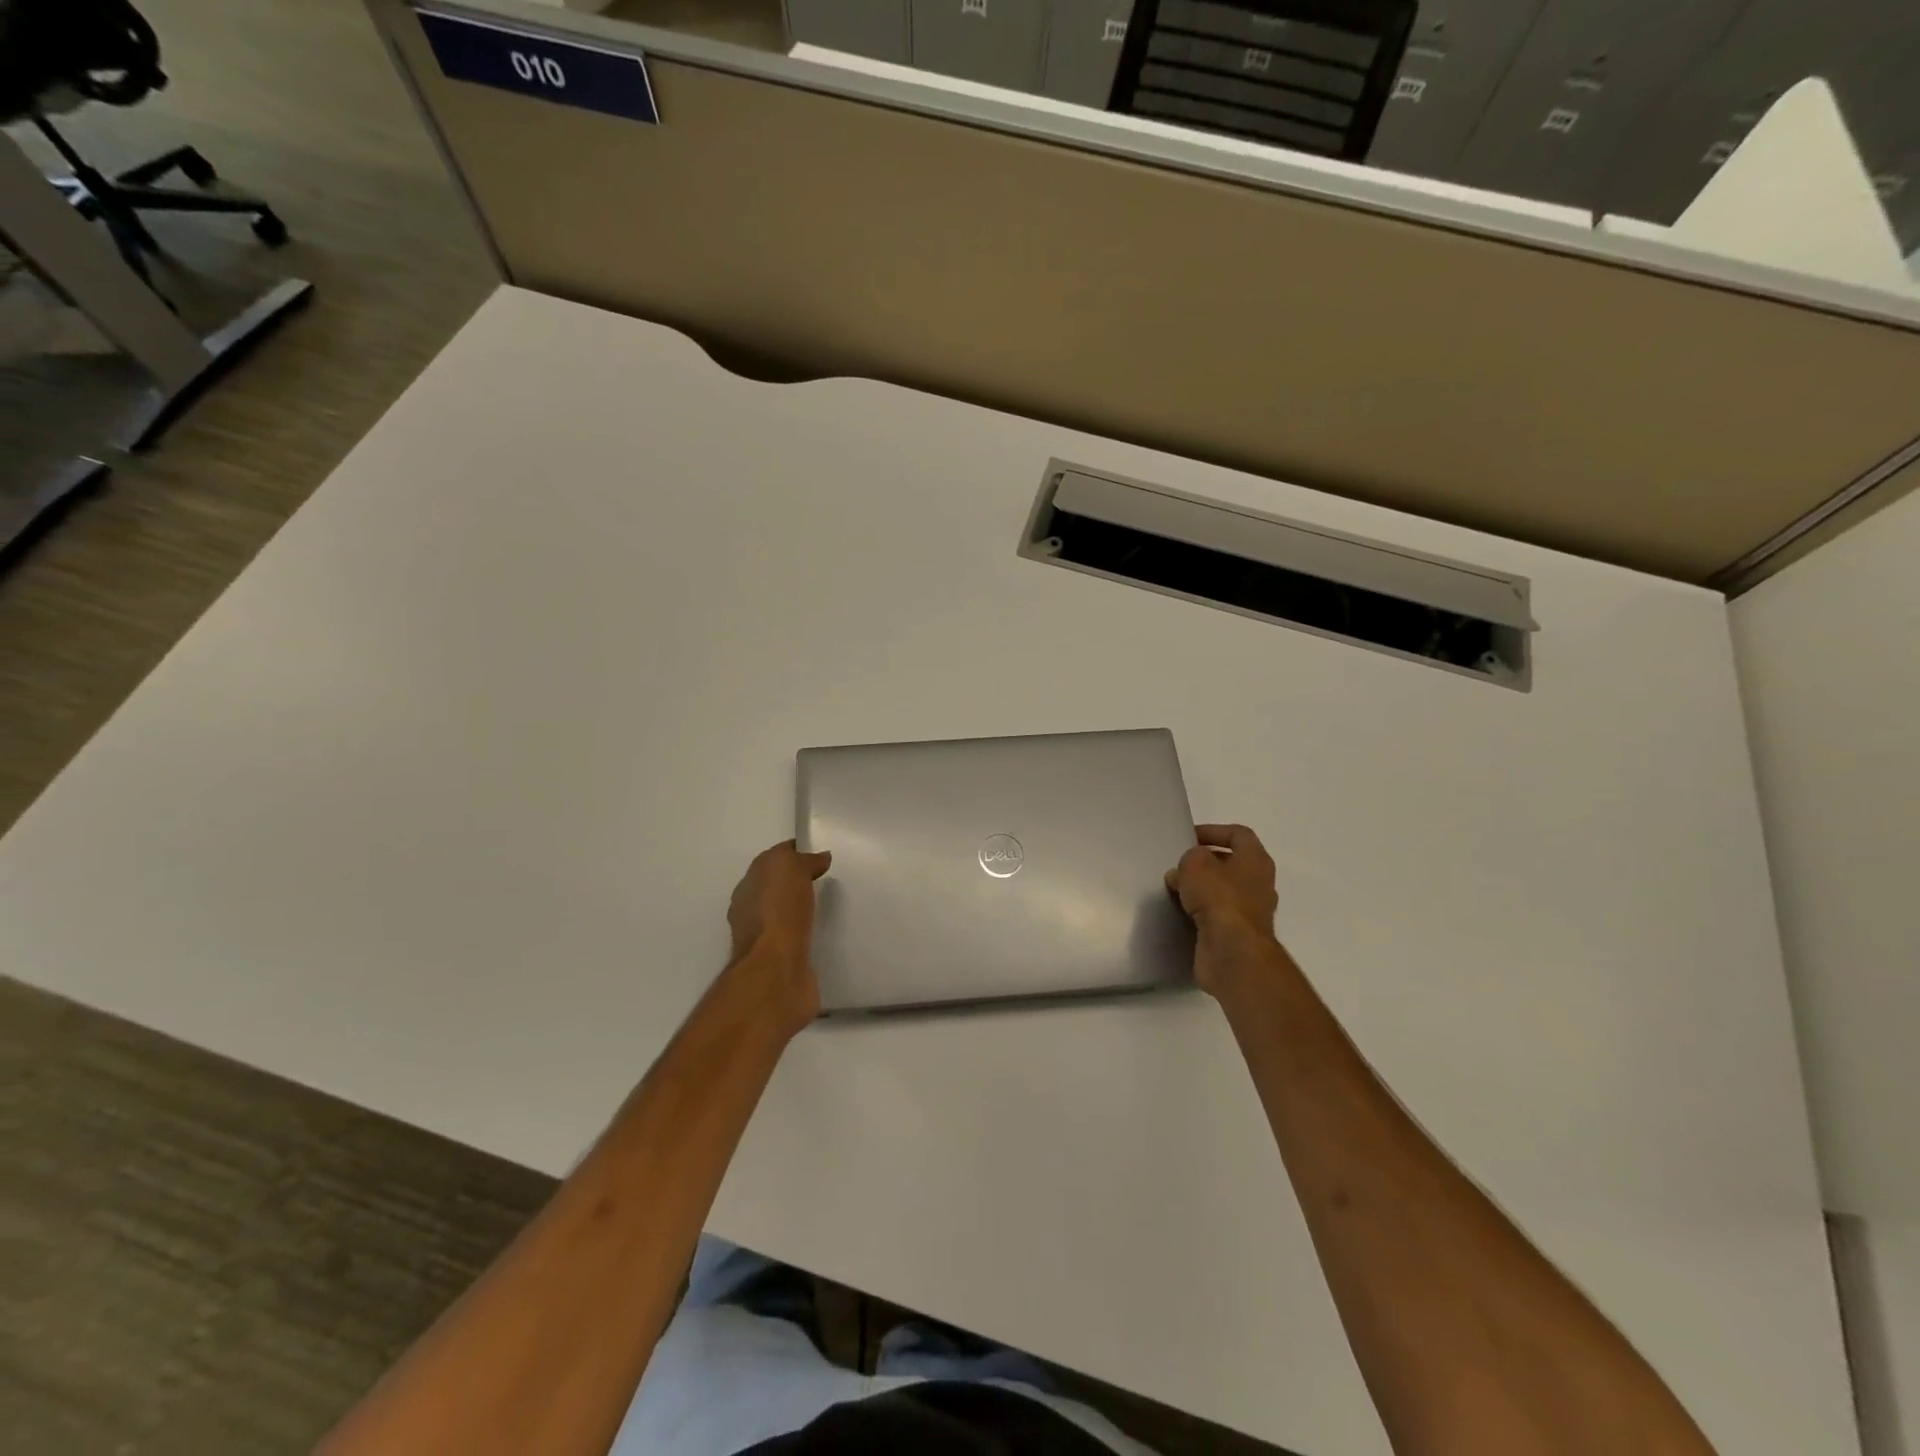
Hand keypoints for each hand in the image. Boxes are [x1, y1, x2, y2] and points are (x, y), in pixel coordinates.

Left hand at [725, 840, 832, 1037]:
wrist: (777, 970)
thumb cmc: (779, 911)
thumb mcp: (791, 868)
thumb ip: (804, 860)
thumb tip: (818, 858)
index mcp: (748, 885)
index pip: (773, 860)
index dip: (796, 853)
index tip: (820, 854)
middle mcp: (750, 910)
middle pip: (777, 887)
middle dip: (798, 882)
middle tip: (828, 878)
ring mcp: (764, 939)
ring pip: (786, 914)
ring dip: (802, 910)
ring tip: (830, 905)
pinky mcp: (781, 961)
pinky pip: (796, 938)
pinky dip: (807, 933)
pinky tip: (824, 931)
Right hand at [1165, 824, 1281, 996]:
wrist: (1232, 952)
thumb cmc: (1219, 898)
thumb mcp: (1196, 864)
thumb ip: (1190, 859)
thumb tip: (1184, 872)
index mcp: (1256, 860)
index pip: (1239, 834)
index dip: (1214, 831)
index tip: (1189, 837)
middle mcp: (1258, 884)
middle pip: (1230, 864)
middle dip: (1203, 862)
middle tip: (1178, 865)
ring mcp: (1249, 912)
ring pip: (1222, 891)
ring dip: (1199, 888)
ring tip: (1174, 888)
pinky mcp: (1236, 935)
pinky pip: (1215, 915)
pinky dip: (1198, 911)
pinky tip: (1178, 911)